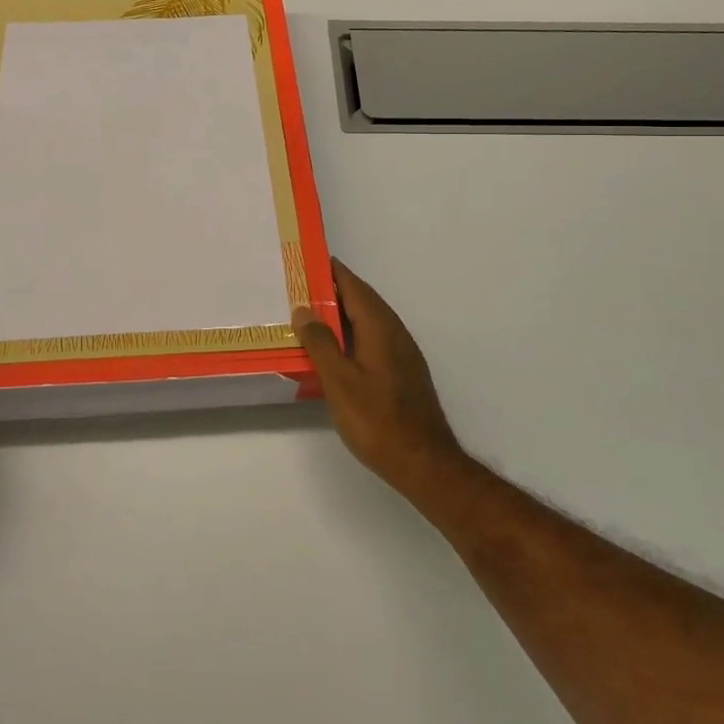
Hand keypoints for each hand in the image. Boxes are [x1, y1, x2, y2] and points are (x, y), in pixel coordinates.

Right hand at [295, 261, 471, 501]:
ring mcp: (402, 353)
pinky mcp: (402, 373)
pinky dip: (351, 335)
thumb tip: (304, 310)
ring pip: (367, 321)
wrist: (424, 463)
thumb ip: (321, 343)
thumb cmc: (377, 420)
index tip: (306, 260)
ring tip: (309, 317)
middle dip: (332, 291)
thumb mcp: (339, 381)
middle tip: (299, 288)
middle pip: (361, 300)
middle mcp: (394, 332)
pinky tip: (334, 352)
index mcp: (380, 327)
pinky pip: (372, 339)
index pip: (353, 286)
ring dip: (341, 314)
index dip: (331, 271)